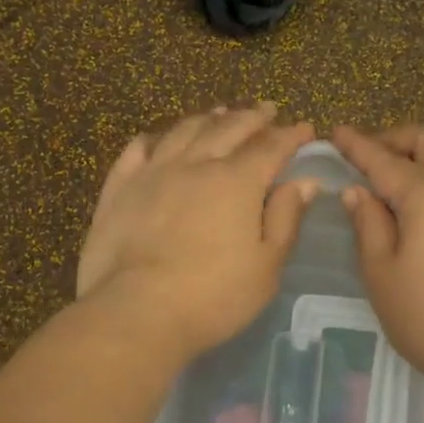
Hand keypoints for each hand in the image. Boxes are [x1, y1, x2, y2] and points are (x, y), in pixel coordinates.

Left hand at [78, 105, 317, 361]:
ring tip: (219, 112)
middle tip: (266, 110)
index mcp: (236, 182)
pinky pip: (136, 150)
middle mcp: (195, 165)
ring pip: (183, 131)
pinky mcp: (119, 189)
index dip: (290, 135)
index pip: (270, 147)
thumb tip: (304, 181)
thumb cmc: (212, 297)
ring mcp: (152, 173)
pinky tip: (158, 138)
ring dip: (207, 118)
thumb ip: (285, 220)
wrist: (136, 312)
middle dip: (252, 117)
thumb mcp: (266, 267)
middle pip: (228, 128)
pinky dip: (154, 139)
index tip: (304, 128)